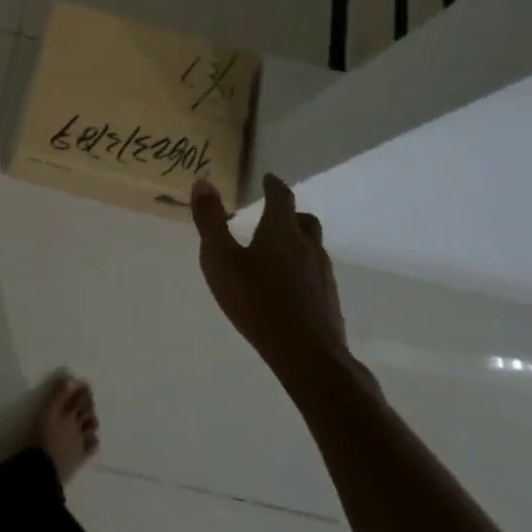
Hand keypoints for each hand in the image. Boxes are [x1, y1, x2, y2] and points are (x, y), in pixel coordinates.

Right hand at [190, 173, 347, 369]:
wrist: (307, 354)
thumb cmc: (256, 301)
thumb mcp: (220, 259)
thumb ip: (210, 222)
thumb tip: (203, 183)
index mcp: (281, 231)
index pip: (281, 196)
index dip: (273, 185)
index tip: (267, 178)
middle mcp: (307, 246)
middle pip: (304, 220)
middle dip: (289, 213)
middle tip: (272, 215)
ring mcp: (322, 273)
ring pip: (312, 246)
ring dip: (297, 241)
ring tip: (276, 252)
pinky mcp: (328, 299)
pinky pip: (315, 272)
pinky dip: (301, 268)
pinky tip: (286, 286)